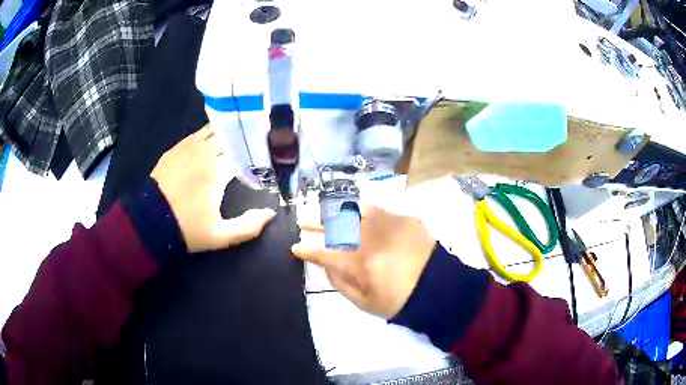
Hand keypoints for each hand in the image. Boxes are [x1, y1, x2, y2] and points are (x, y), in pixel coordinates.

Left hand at [151, 125, 275, 252]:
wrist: (150, 222)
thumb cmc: (187, 229)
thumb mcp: (220, 236)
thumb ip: (248, 226)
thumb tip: (270, 213)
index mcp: (217, 170)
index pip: (244, 151)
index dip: (255, 153)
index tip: (263, 159)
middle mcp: (204, 152)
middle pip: (229, 136)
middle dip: (242, 140)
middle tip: (251, 147)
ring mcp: (187, 147)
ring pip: (213, 131)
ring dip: (225, 135)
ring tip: (234, 141)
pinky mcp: (175, 148)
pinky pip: (196, 135)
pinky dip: (207, 136)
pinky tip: (210, 144)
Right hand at [292, 206, 435, 318]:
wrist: (438, 288)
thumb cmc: (398, 301)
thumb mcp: (364, 302)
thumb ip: (339, 282)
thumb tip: (325, 264)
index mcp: (360, 263)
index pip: (325, 253)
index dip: (307, 250)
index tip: (296, 248)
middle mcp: (371, 238)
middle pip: (336, 225)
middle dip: (316, 224)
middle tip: (304, 223)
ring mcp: (388, 224)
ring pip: (354, 210)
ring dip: (336, 212)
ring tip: (328, 215)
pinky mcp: (403, 218)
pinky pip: (376, 209)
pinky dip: (362, 211)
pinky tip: (356, 213)